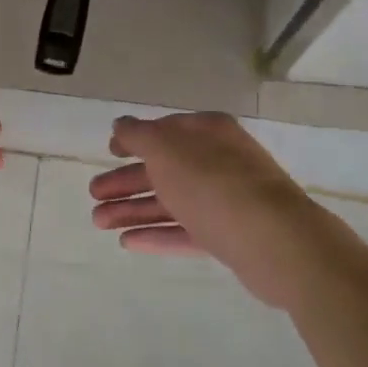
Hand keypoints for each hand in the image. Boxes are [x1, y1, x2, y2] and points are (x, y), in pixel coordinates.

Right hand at [89, 112, 315, 306]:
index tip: (108, 152)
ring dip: (133, 209)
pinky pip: (185, 231)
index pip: (165, 130)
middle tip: (93, 195)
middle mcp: (219, 161)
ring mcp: (226, 199)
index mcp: (208, 132)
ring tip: (99, 222)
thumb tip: (121, 124)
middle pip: (164, 168)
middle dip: (126, 181)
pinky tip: (128, 243)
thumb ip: (138, 135)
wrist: (274, 240)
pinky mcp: (229, 235)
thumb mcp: (166, 149)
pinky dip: (157, 234)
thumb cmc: (213, 183)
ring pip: (171, 201)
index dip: (134, 139)